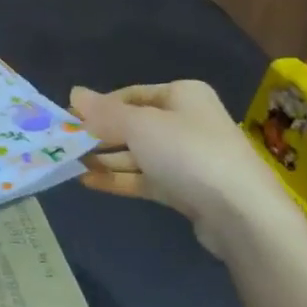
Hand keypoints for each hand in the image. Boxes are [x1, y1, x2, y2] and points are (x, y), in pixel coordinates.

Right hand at [70, 80, 298, 255]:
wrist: (241, 213)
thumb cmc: (188, 153)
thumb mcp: (139, 125)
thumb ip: (104, 112)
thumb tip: (74, 93)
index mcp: (182, 95)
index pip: (131, 94)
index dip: (100, 106)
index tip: (70, 119)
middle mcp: (187, 122)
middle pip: (134, 125)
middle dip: (100, 135)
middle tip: (65, 145)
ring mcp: (188, 158)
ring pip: (138, 154)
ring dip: (106, 159)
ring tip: (70, 164)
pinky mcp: (187, 191)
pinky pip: (146, 179)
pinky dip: (119, 179)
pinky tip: (89, 182)